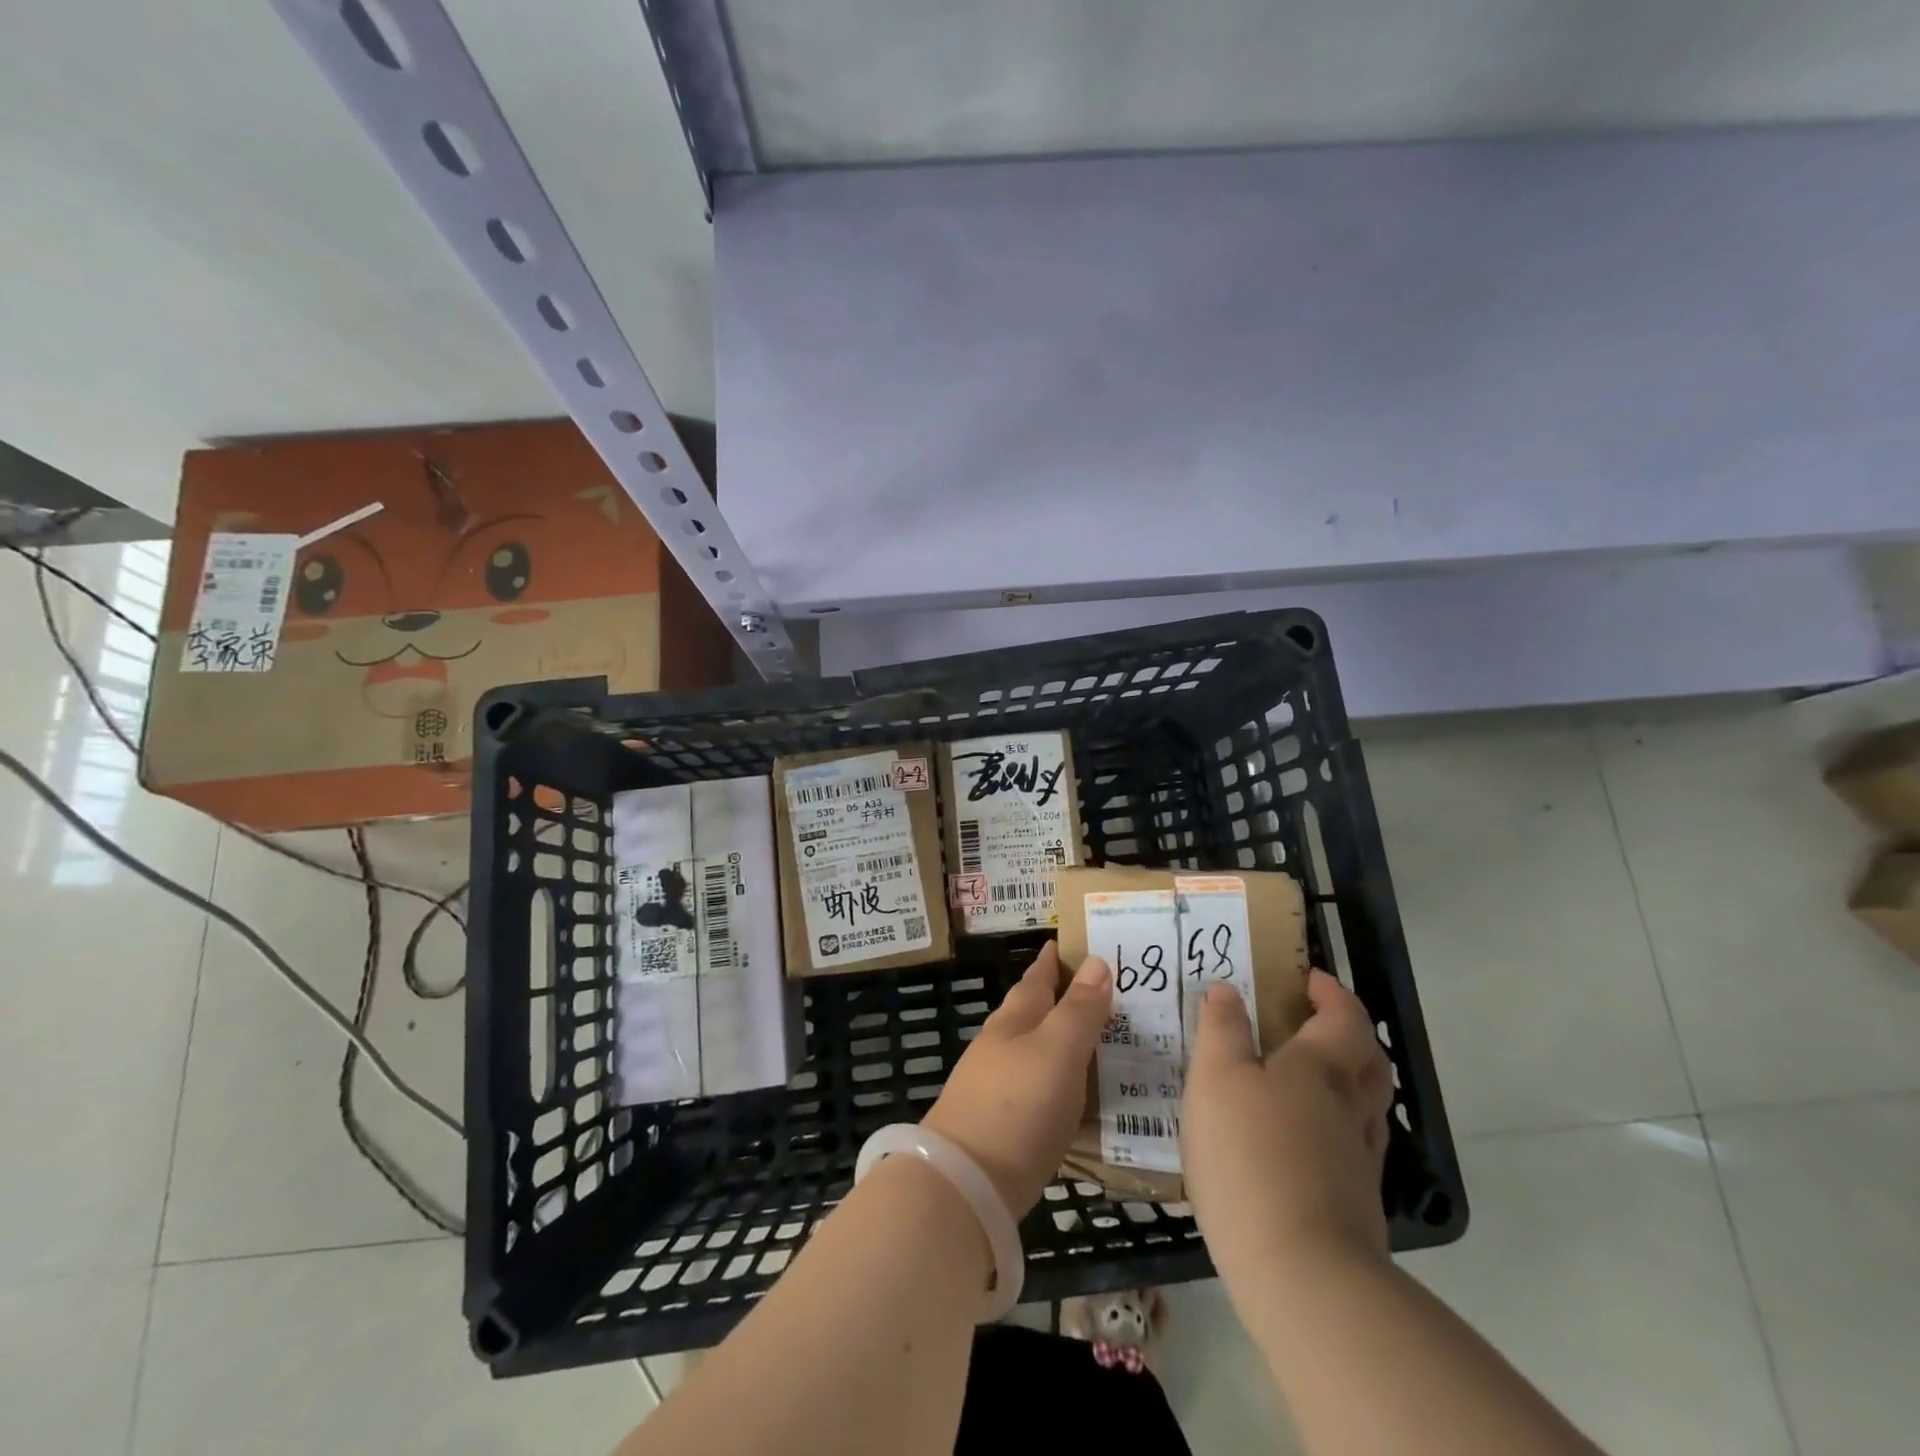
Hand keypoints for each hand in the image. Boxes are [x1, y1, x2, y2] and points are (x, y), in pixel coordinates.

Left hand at [922, 942, 1112, 1215]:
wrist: (966, 1183)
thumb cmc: (1018, 1105)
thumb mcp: (1058, 1050)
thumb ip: (1079, 1010)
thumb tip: (1097, 961)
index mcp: (1014, 1021)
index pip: (1036, 979)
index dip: (1052, 961)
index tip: (1065, 943)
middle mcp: (1000, 1046)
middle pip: (1029, 1012)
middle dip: (1056, 998)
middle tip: (1093, 990)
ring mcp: (993, 1086)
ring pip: (1031, 1050)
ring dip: (1056, 1040)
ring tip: (1089, 1040)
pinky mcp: (998, 1125)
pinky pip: (1034, 1087)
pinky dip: (1054, 1080)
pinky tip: (1069, 1094)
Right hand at [1181, 971, 1392, 1292]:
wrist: (1302, 1276)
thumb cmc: (1251, 1156)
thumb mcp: (1216, 1078)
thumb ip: (1221, 1029)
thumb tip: (1227, 990)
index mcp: (1321, 1068)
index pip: (1344, 1017)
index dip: (1332, 993)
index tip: (1310, 978)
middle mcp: (1351, 1108)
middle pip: (1369, 1061)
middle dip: (1349, 1035)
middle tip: (1315, 1023)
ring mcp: (1360, 1161)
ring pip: (1367, 1108)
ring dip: (1347, 1083)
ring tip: (1305, 1082)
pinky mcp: (1355, 1206)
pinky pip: (1353, 1148)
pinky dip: (1335, 1130)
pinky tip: (1302, 1144)